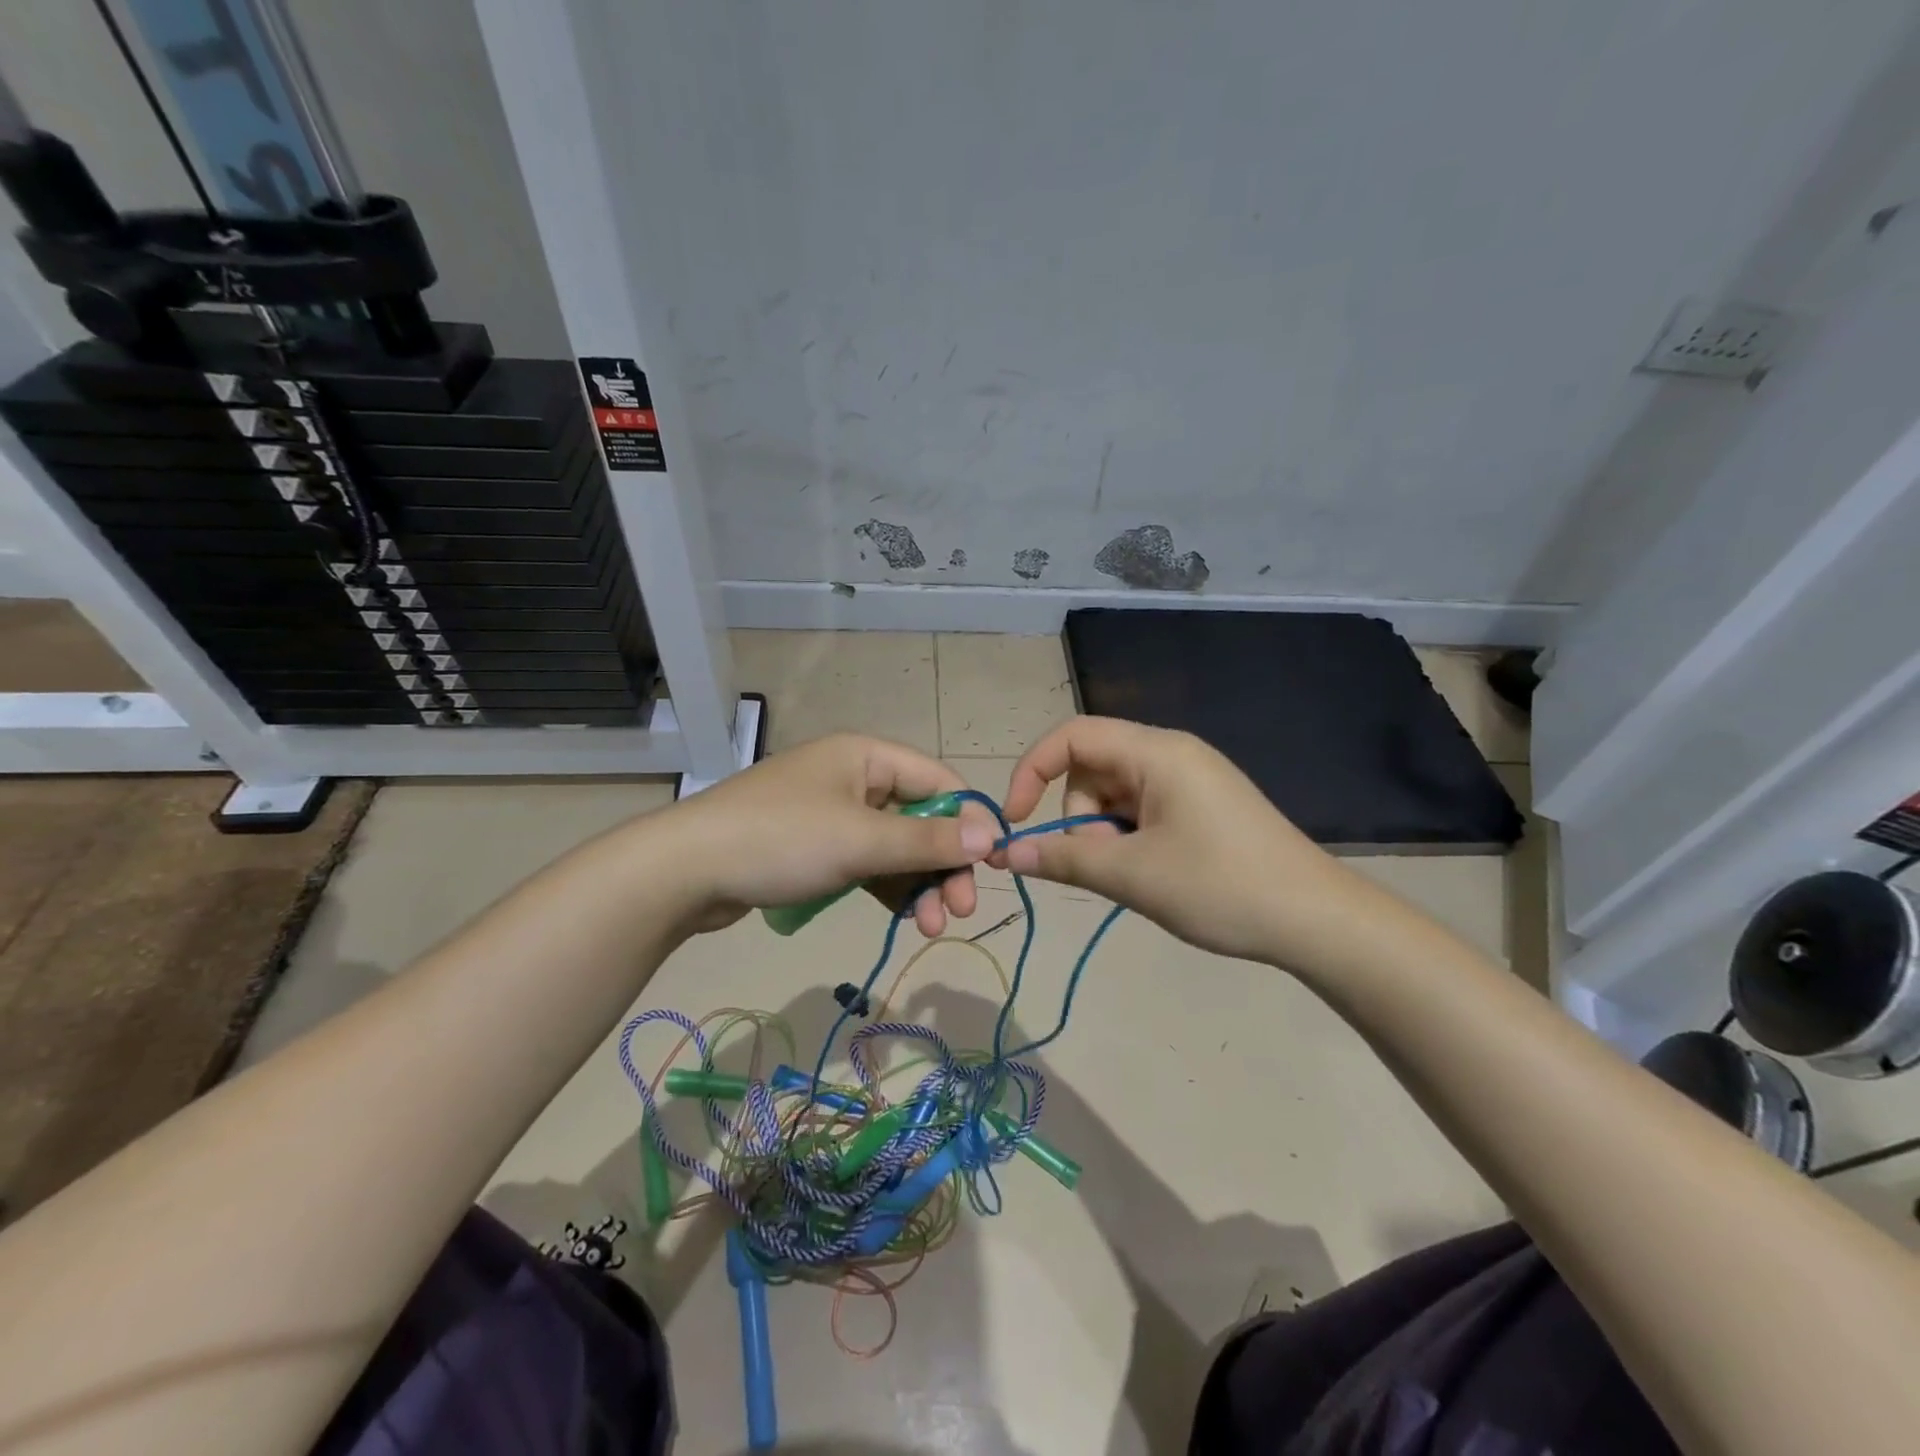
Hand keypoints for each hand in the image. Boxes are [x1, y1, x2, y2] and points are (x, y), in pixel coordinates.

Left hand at [664, 733, 998, 935]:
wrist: (685, 870)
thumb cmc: (782, 840)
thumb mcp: (862, 841)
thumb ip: (928, 841)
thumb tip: (991, 836)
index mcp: (867, 756)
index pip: (938, 780)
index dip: (969, 820)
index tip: (992, 865)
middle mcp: (854, 777)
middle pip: (919, 818)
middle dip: (943, 863)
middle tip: (960, 910)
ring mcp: (832, 813)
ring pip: (894, 847)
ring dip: (918, 884)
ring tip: (931, 926)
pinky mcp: (814, 847)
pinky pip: (866, 862)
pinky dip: (888, 888)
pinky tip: (904, 916)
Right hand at [996, 716, 1369, 966]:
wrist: (1316, 920)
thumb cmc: (1221, 887)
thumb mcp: (1132, 875)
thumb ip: (1062, 858)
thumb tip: (1004, 853)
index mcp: (1156, 752)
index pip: (1071, 736)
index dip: (1032, 770)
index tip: (1016, 820)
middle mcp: (1171, 754)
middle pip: (1091, 769)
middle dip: (1080, 818)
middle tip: (1105, 865)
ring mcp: (1189, 780)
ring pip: (1114, 795)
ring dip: (1104, 834)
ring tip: (1135, 876)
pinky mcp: (1200, 805)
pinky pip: (1141, 810)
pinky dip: (1129, 840)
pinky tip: (1152, 875)